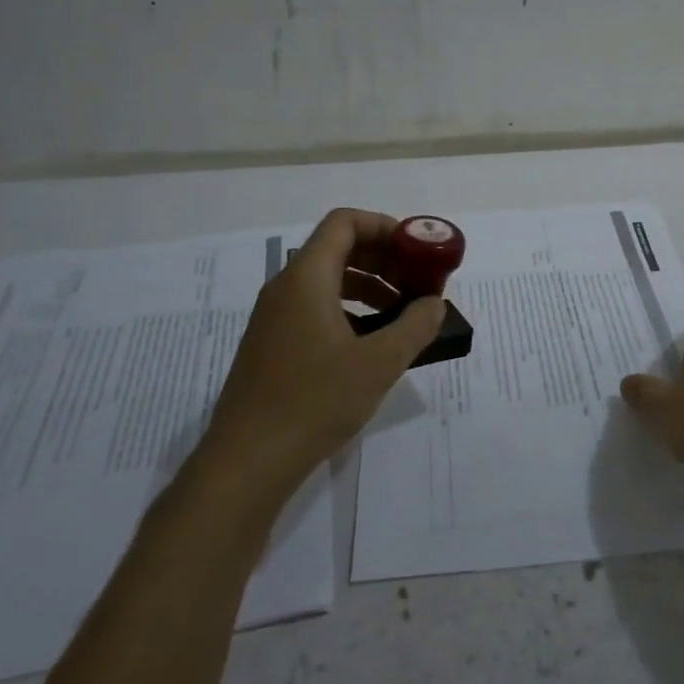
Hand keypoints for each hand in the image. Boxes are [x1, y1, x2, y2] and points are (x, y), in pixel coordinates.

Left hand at [199, 208, 445, 500]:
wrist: (249, 460)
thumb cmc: (315, 401)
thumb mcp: (379, 363)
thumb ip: (415, 326)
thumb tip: (434, 304)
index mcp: (306, 278)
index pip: (344, 223)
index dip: (384, 227)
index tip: (417, 252)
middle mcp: (285, 288)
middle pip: (337, 248)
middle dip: (383, 258)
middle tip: (417, 283)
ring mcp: (274, 318)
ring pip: (327, 280)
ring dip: (368, 286)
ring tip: (402, 314)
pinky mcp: (273, 345)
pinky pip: (315, 308)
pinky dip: (349, 310)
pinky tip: (371, 344)